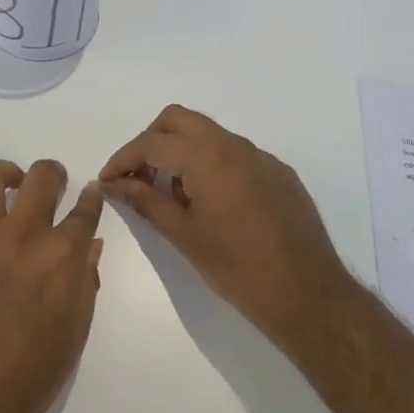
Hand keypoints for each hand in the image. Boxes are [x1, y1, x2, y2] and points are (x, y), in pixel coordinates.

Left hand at [0, 158, 104, 412]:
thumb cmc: (28, 378)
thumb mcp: (73, 334)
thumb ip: (84, 283)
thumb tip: (90, 247)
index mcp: (62, 257)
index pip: (85, 213)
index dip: (90, 199)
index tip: (90, 193)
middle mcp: (22, 235)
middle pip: (42, 181)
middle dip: (52, 174)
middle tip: (50, 182)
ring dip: (2, 171)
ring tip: (8, 177)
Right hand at [101, 105, 357, 343]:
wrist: (306, 292)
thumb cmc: (237, 268)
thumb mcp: (183, 235)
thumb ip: (145, 201)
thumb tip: (112, 184)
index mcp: (208, 157)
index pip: (152, 143)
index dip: (123, 159)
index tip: (107, 181)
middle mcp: (235, 145)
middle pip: (179, 120)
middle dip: (150, 141)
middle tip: (137, 178)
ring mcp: (261, 157)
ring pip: (208, 134)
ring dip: (181, 152)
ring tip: (171, 196)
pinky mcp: (278, 173)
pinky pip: (234, 154)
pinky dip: (210, 165)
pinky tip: (210, 204)